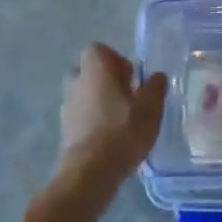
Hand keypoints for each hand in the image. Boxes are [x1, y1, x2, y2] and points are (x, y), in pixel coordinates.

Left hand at [60, 43, 166, 179]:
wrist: (90, 172)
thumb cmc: (122, 130)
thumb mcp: (151, 108)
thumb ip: (155, 88)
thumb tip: (157, 76)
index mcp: (95, 68)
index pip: (98, 50)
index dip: (115, 59)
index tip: (131, 77)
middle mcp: (76, 81)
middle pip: (89, 71)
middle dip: (106, 81)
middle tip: (126, 97)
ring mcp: (67, 105)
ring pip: (83, 94)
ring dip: (98, 102)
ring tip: (119, 121)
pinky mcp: (64, 129)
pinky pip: (80, 116)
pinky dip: (92, 121)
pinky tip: (109, 138)